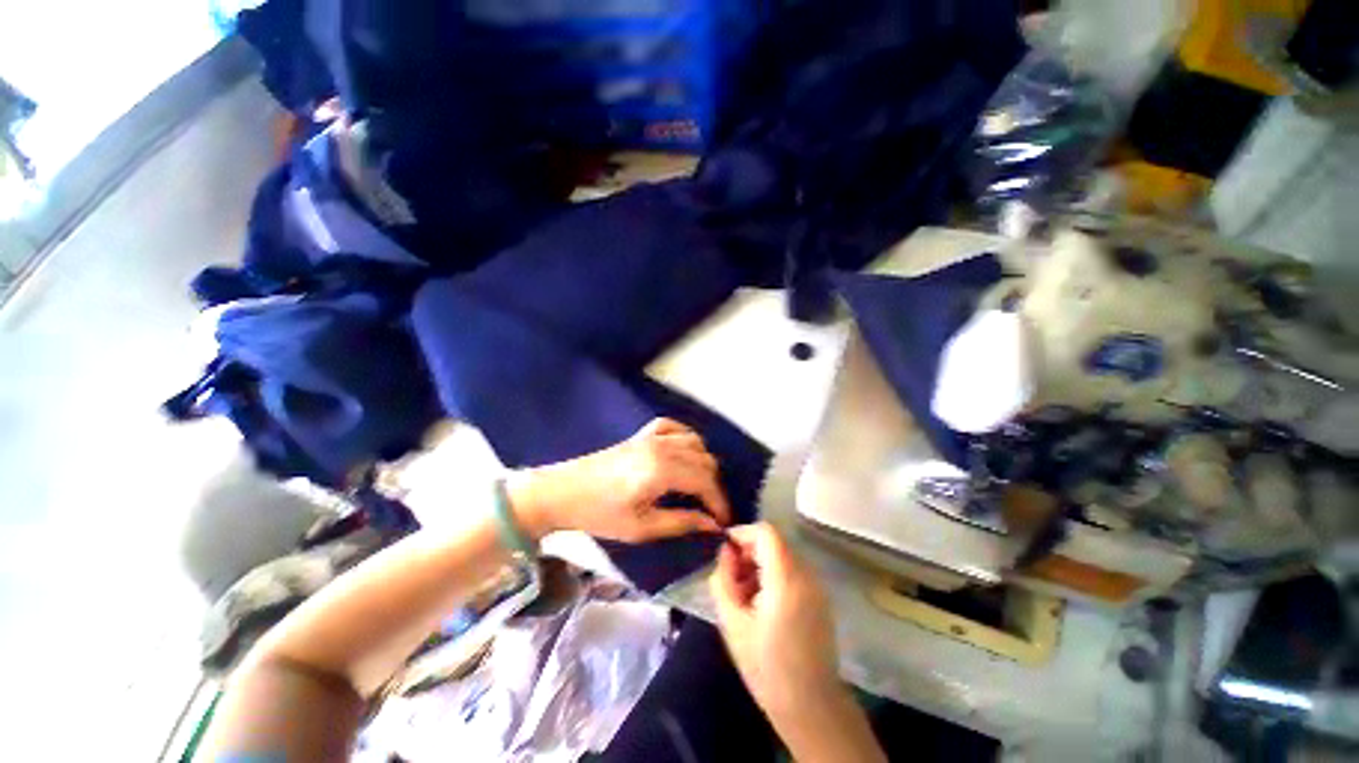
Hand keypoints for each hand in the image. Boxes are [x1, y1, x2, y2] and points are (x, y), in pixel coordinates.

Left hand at [508, 418, 731, 542]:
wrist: (562, 492)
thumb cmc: (600, 514)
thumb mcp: (642, 527)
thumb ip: (681, 522)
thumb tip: (712, 525)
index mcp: (662, 470)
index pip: (705, 482)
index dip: (719, 502)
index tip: (724, 521)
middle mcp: (662, 446)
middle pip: (704, 460)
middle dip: (714, 485)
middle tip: (711, 509)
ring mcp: (652, 436)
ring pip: (694, 441)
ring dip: (703, 463)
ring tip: (700, 486)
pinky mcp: (642, 433)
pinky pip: (674, 427)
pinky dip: (686, 438)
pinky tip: (683, 452)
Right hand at [709, 522, 838, 721]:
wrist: (811, 707)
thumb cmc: (766, 667)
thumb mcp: (732, 623)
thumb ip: (723, 580)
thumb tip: (725, 551)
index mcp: (786, 579)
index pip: (766, 532)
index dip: (743, 533)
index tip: (725, 552)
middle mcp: (806, 576)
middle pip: (774, 543)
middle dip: (748, 552)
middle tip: (731, 580)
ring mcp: (817, 587)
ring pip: (782, 556)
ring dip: (759, 565)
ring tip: (744, 597)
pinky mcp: (820, 599)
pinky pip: (792, 572)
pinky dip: (773, 577)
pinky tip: (761, 606)